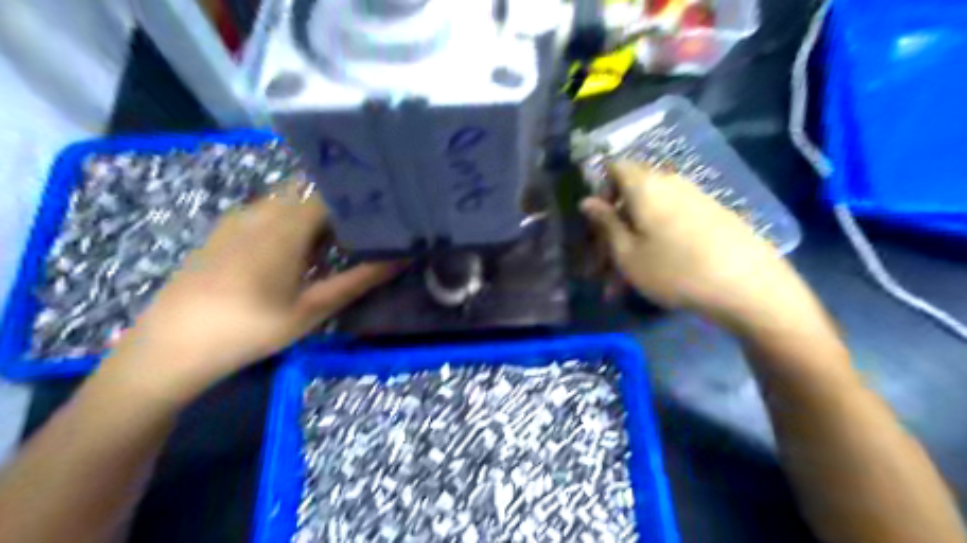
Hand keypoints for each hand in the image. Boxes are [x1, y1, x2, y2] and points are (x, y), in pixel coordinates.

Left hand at [106, 183, 404, 402]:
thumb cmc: (251, 328)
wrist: (172, 345)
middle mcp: (263, 210)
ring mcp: (240, 218)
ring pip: (289, 198)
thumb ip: (359, 280)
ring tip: (340, 237)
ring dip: (316, 211)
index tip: (386, 207)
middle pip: (311, 189)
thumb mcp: (312, 309)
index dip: (360, 194)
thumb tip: (401, 259)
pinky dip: (292, 219)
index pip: (332, 190)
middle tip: (369, 223)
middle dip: (341, 201)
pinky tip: (299, 248)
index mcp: (286, 224)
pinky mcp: (225, 230)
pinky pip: (268, 210)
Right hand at [582, 160, 822, 333]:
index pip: (615, 167)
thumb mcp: (627, 254)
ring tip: (626, 283)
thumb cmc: (674, 270)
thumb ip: (606, 224)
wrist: (748, 287)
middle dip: (614, 228)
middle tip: (604, 266)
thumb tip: (587, 200)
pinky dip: (658, 243)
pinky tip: (658, 274)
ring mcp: (696, 198)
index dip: (601, 190)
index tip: (598, 223)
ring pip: (652, 215)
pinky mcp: (714, 216)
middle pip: (632, 195)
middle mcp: (671, 183)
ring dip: (634, 243)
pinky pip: (674, 222)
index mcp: (646, 186)